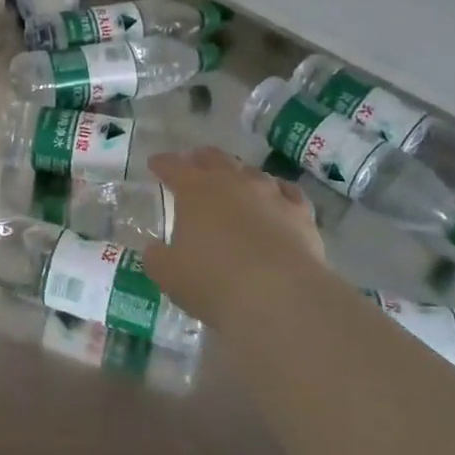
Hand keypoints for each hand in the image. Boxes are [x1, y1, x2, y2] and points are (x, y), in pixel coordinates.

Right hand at [143, 148, 327, 328]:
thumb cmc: (213, 281)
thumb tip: (155, 250)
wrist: (280, 296)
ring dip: (240, 175)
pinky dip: (277, 192)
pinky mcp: (300, 213)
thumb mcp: (169, 274)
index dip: (162, 164)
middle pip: (215, 158)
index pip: (173, 167)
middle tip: (194, 163)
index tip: (155, 163)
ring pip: (252, 172)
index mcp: (195, 190)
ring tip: (236, 182)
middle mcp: (233, 182)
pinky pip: (287, 192)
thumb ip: (157, 258)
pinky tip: (277, 198)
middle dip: (201, 159)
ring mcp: (270, 194)